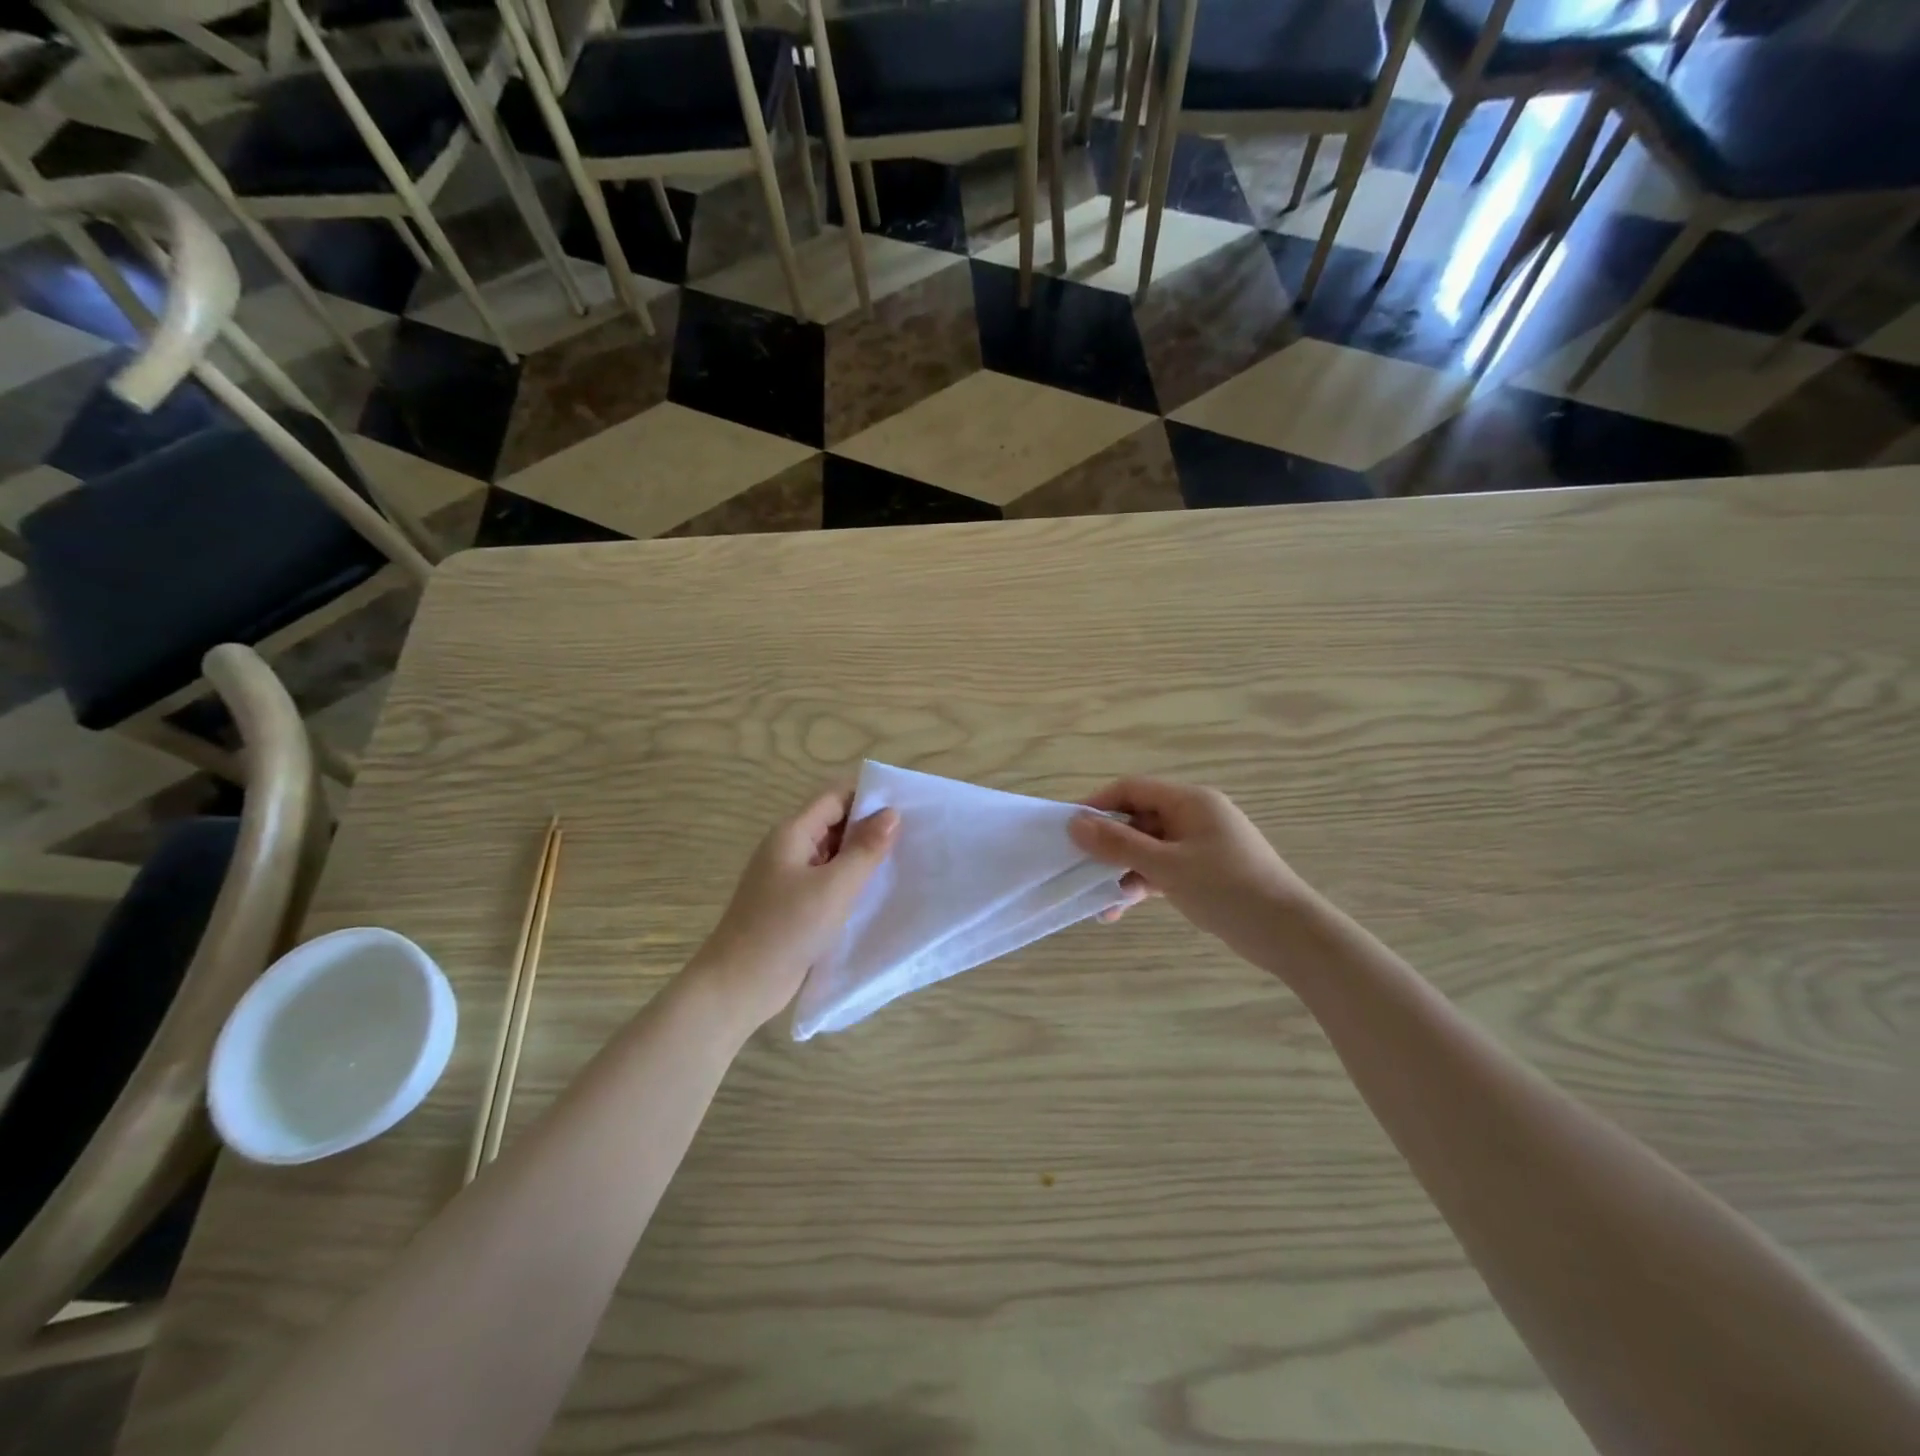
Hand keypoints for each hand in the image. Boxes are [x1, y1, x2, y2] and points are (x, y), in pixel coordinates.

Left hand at [685, 788, 897, 1031]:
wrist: (739, 984)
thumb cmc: (786, 928)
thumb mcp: (834, 887)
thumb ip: (865, 849)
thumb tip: (891, 813)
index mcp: (792, 833)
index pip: (835, 798)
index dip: (868, 796)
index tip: (907, 804)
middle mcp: (789, 849)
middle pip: (834, 823)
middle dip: (870, 826)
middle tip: (914, 834)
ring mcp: (788, 878)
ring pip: (832, 854)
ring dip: (862, 856)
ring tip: (904, 860)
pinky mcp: (792, 905)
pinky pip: (827, 881)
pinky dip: (850, 881)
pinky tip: (877, 892)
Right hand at [1070, 779, 1313, 961]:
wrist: (1289, 934)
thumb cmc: (1227, 889)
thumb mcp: (1166, 866)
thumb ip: (1118, 844)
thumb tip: (1074, 823)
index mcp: (1189, 801)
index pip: (1132, 789)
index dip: (1098, 805)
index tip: (1070, 830)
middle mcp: (1194, 816)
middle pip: (1138, 820)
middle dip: (1108, 846)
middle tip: (1080, 869)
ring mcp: (1200, 845)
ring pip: (1148, 849)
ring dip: (1123, 871)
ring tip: (1102, 904)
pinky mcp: (1204, 872)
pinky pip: (1163, 869)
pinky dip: (1143, 884)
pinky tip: (1121, 909)